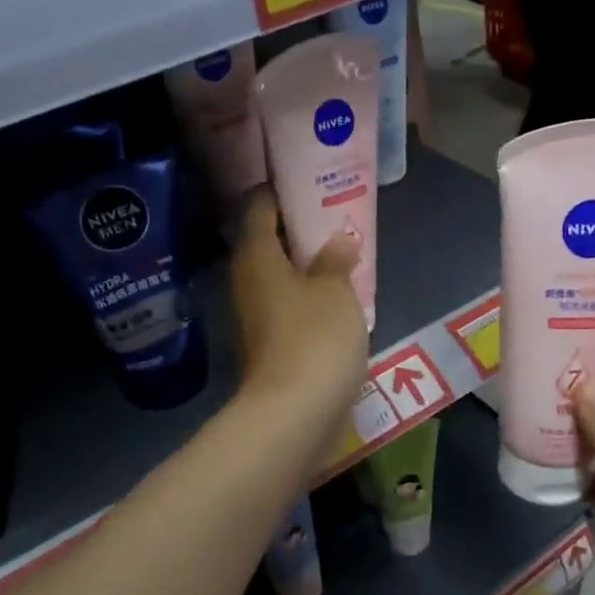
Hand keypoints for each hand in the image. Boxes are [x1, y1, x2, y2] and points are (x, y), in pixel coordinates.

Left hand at [230, 189, 367, 445]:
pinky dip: (311, 298)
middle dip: (302, 230)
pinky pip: (291, 308)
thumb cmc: (314, 338)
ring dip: (309, 267)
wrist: (294, 414)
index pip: (259, 207)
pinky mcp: (272, 346)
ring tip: (346, 255)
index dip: (281, 190)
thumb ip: (337, 260)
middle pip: (270, 243)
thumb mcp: (336, 291)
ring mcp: (257, 317)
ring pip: (282, 278)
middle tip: (339, 217)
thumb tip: (339, 241)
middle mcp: (248, 282)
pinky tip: (341, 298)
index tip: (311, 180)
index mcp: (256, 257)